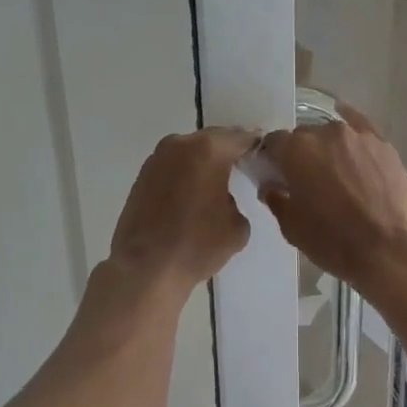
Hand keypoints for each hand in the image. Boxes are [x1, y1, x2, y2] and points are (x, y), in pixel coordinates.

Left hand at [106, 128, 258, 296]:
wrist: (146, 268)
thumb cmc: (197, 245)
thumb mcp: (238, 226)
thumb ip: (236, 200)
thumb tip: (223, 198)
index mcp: (209, 150)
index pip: (242, 138)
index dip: (256, 146)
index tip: (264, 158)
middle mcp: (180, 145)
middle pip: (213, 140)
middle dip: (228, 152)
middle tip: (242, 169)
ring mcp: (157, 159)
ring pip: (190, 152)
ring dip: (204, 163)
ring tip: (215, 185)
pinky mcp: (141, 176)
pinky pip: (173, 167)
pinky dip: (185, 175)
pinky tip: (191, 195)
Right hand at [258, 104, 406, 287]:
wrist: (389, 249)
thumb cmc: (333, 240)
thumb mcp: (292, 227)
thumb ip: (276, 198)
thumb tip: (271, 185)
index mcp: (296, 150)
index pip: (273, 143)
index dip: (271, 159)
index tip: (276, 175)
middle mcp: (325, 133)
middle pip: (304, 137)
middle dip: (301, 154)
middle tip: (307, 181)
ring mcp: (358, 136)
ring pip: (333, 135)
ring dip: (328, 149)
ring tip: (337, 174)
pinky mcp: (384, 145)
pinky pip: (363, 129)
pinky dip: (353, 136)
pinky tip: (352, 139)